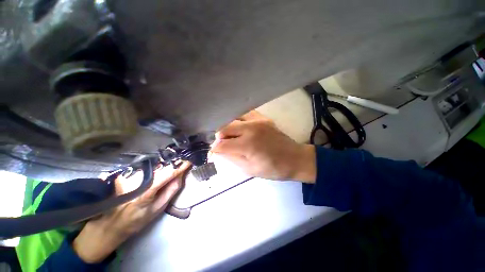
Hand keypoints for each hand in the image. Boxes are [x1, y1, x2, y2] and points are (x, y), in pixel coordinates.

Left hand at [72, 162, 190, 262]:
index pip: (167, 173)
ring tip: (173, 164)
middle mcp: (135, 180)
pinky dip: (156, 166)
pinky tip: (159, 168)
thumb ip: (172, 189)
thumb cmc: (137, 220)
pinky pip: (146, 166)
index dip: (179, 166)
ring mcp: (128, 175)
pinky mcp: (124, 173)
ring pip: (153, 164)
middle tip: (183, 162)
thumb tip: (181, 173)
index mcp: (145, 192)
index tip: (189, 161)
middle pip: (160, 165)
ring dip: (165, 163)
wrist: (110, 224)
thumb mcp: (159, 208)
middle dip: (173, 163)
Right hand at [211, 111, 315, 182]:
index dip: (214, 149)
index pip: (222, 144)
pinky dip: (238, 120)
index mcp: (248, 145)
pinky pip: (245, 114)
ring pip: (233, 118)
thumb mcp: (249, 169)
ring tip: (230, 136)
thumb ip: (231, 158)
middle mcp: (251, 128)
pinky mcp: (263, 117)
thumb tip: (218, 151)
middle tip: (222, 145)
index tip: (213, 153)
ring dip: (227, 127)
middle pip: (224, 127)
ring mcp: (258, 120)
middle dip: (219, 137)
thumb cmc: (273, 168)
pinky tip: (239, 127)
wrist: (294, 158)